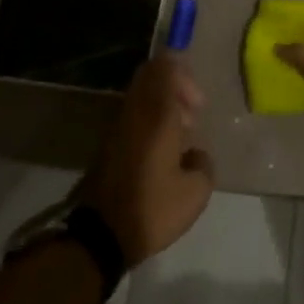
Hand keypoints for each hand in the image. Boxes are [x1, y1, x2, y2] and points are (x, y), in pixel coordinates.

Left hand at [81, 54, 214, 266]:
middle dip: (175, 86)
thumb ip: (204, 164)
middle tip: (192, 113)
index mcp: (158, 114)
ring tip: (181, 135)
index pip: (164, 67)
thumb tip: (196, 155)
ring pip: (141, 96)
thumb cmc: (152, 208)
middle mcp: (135, 112)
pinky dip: (150, 122)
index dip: (183, 73)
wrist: (99, 235)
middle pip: (150, 75)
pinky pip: (133, 116)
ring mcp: (118, 127)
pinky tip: (164, 152)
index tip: (198, 101)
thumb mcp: (195, 192)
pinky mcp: (108, 145)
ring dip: (163, 105)